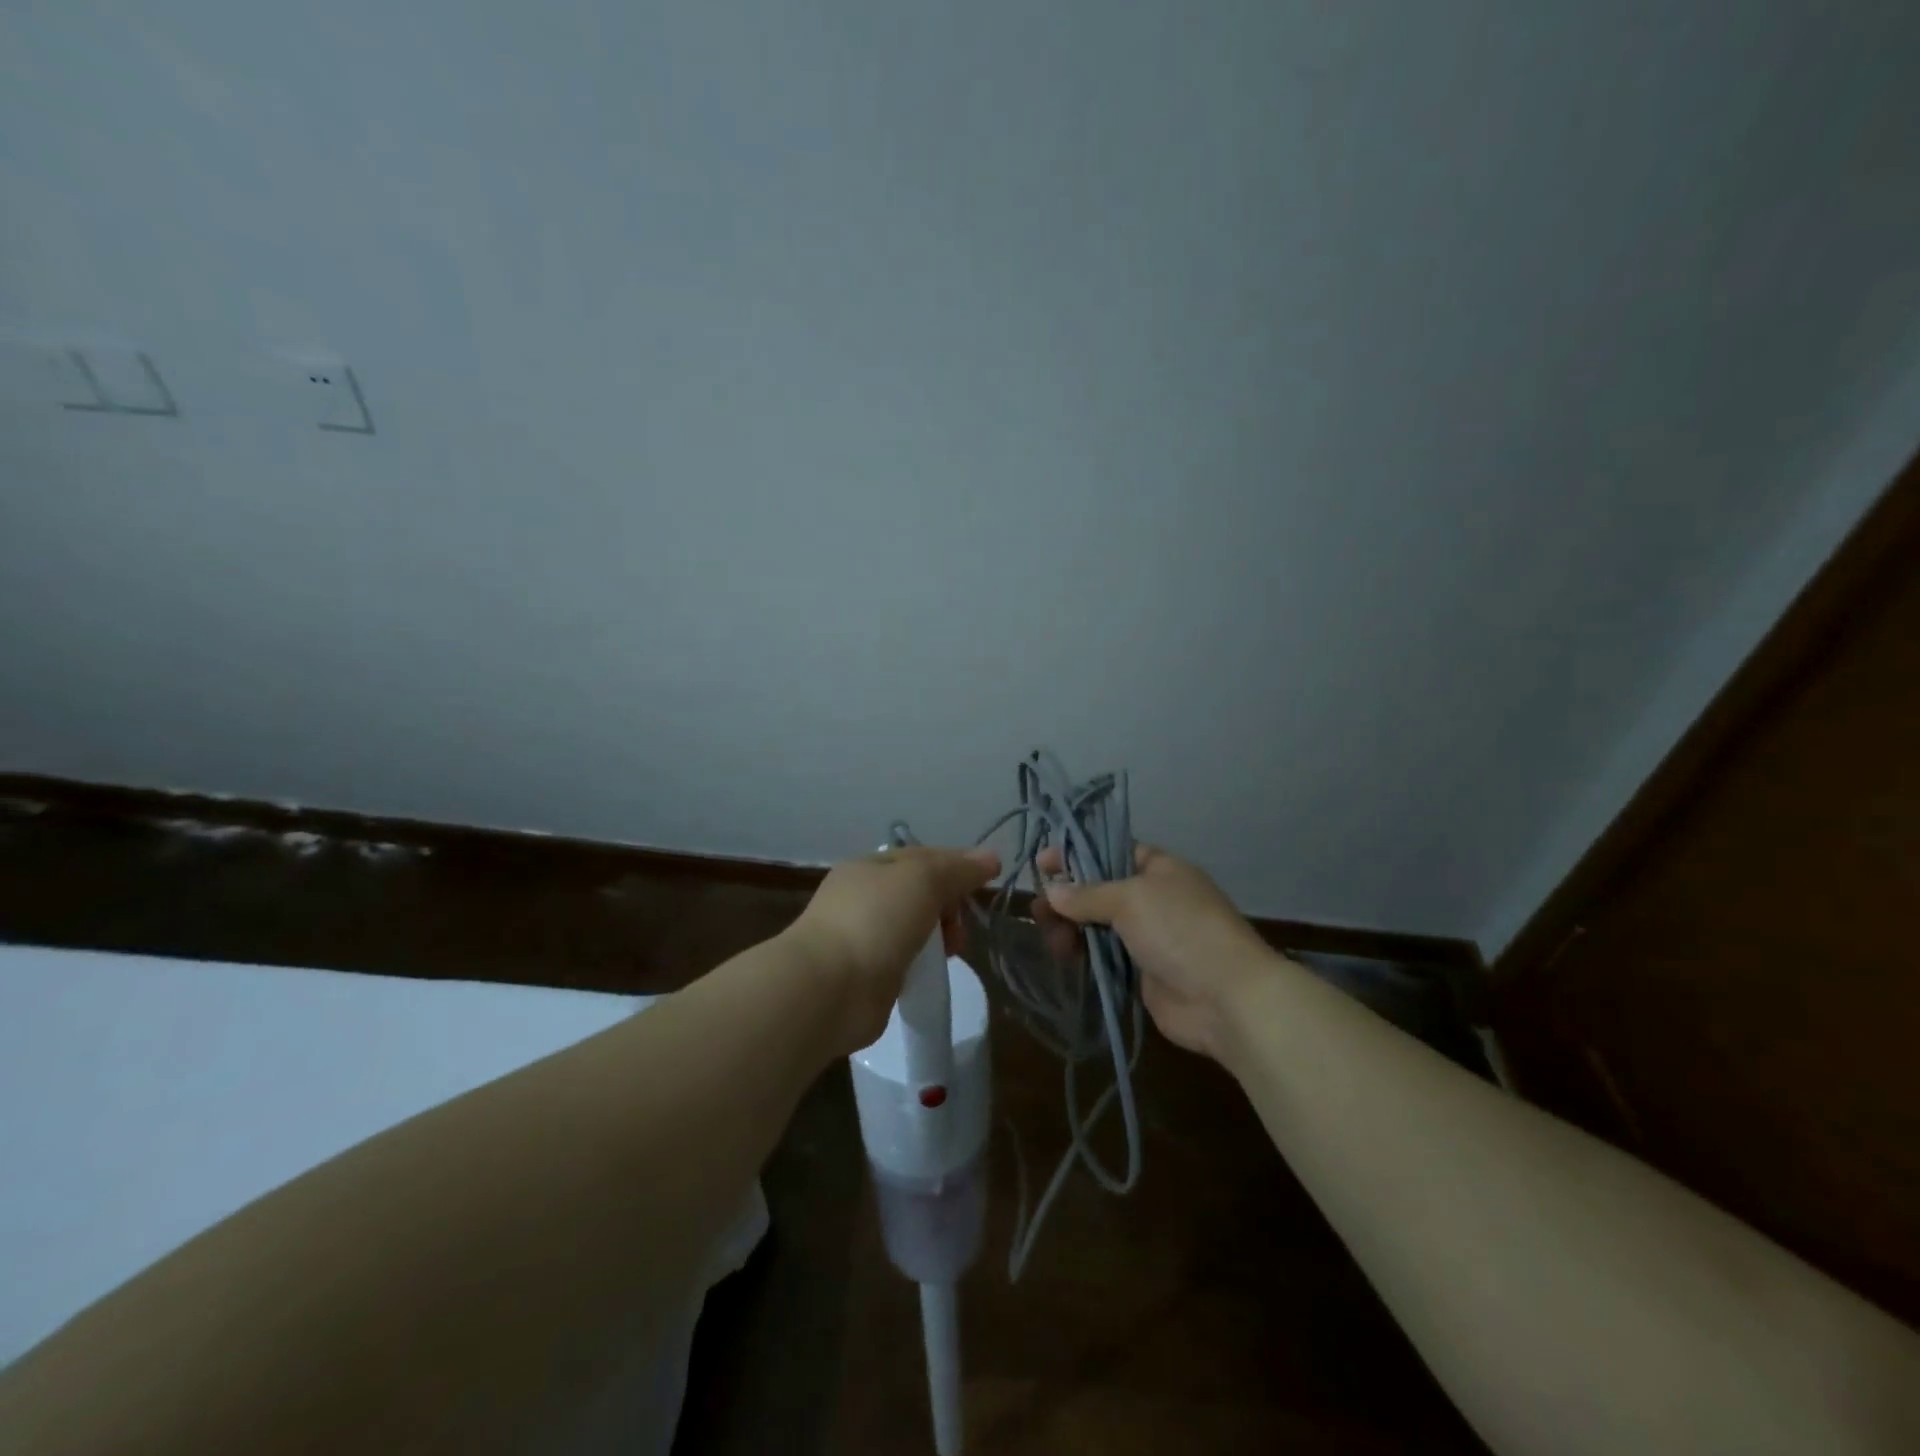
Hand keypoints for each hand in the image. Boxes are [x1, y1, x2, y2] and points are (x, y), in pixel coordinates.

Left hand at [786, 844, 1000, 1056]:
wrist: (830, 987)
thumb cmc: (876, 920)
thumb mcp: (923, 880)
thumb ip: (958, 869)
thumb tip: (990, 858)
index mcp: (869, 867)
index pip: (922, 857)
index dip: (956, 866)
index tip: (984, 884)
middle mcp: (861, 897)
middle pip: (919, 893)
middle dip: (948, 906)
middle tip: (960, 927)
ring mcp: (861, 937)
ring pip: (913, 928)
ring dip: (938, 937)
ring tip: (951, 952)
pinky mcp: (865, 975)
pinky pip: (904, 960)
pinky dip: (921, 964)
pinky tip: (929, 973)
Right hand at [1036, 842, 1284, 1059]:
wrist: (1226, 998)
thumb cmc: (1180, 930)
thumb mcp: (1130, 899)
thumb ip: (1087, 894)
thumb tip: (1052, 891)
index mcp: (1159, 869)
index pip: (1111, 851)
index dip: (1077, 855)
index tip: (1043, 863)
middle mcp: (1153, 898)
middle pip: (1100, 890)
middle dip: (1067, 897)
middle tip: (1037, 909)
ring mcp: (1149, 936)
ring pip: (1098, 925)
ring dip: (1071, 928)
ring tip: (1050, 938)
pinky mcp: (1142, 972)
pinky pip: (1104, 956)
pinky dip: (1084, 954)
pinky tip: (1063, 956)